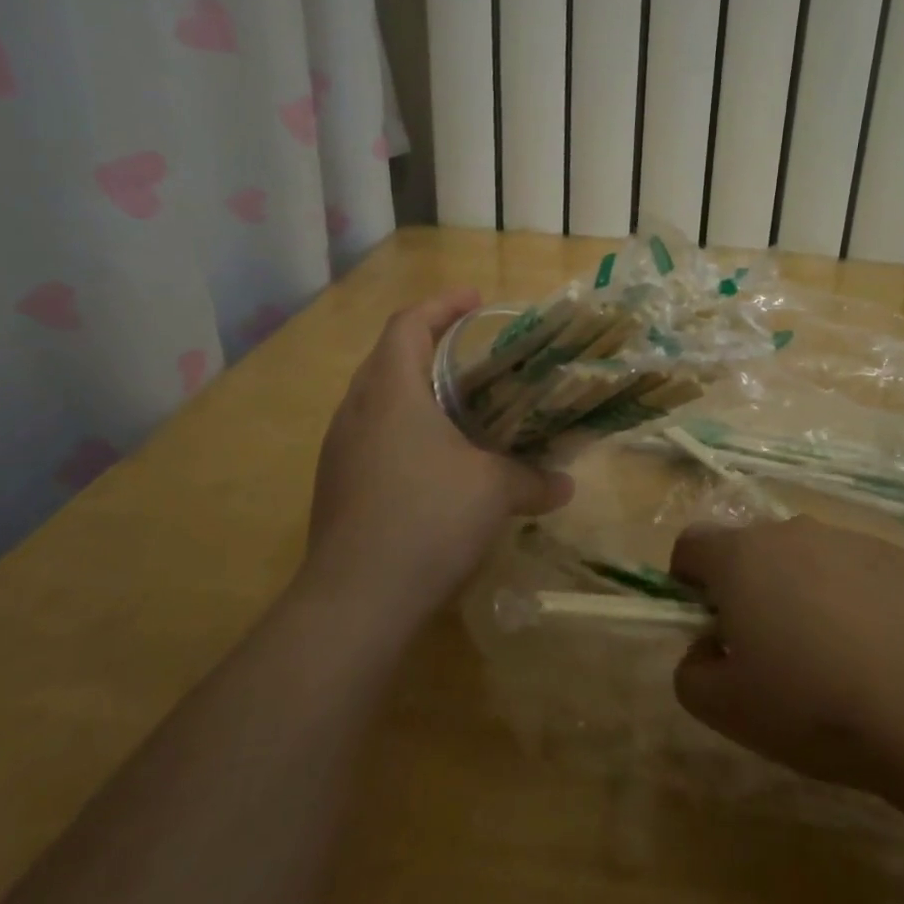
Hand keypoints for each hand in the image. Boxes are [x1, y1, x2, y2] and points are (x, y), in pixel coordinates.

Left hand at [302, 288, 572, 638]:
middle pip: (389, 357)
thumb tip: (565, 485)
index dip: (443, 305)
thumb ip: (533, 480)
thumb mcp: (494, 492)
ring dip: (416, 392)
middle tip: (475, 355)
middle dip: (430, 346)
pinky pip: (373, 437)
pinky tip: (437, 463)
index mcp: (391, 391)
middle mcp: (357, 411)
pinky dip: (405, 431)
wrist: (355, 602)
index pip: (409, 324)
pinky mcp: (337, 486)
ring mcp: (340, 450)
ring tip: (460, 406)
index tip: (477, 301)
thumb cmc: (428, 519)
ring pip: (378, 400)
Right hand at [670, 517, 903, 796]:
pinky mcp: (903, 559)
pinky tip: (881, 657)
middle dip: (749, 591)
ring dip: (804, 595)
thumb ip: (691, 673)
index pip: (691, 545)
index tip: (707, 626)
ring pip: (808, 560)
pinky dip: (855, 602)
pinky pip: (858, 573)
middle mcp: (794, 532)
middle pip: (752, 551)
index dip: (686, 582)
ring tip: (833, 661)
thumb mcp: (727, 710)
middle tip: (770, 653)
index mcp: (743, 557)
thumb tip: (707, 649)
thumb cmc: (815, 704)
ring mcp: (853, 540)